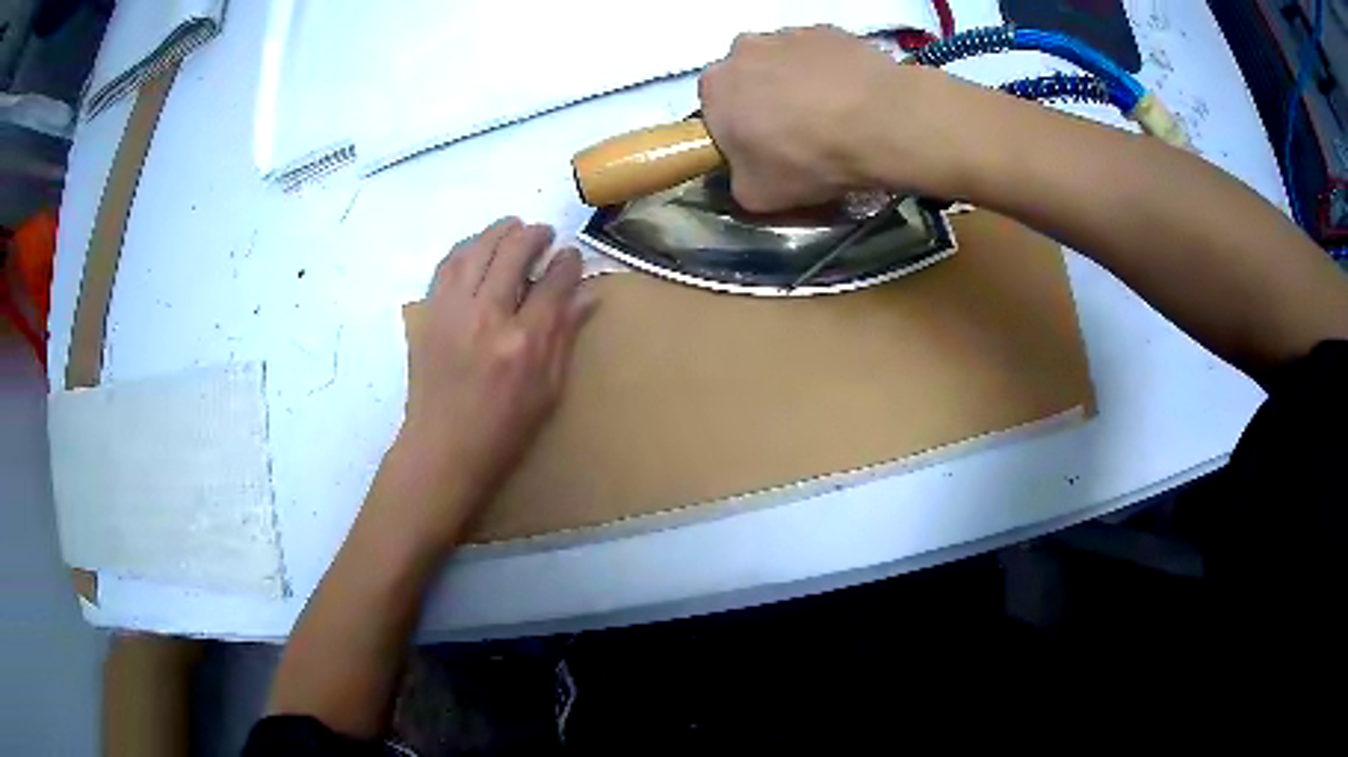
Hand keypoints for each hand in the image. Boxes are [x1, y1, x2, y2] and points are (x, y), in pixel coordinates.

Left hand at [397, 217, 594, 536]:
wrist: (441, 449)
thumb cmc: (503, 430)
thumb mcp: (548, 392)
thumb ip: (565, 337)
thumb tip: (587, 295)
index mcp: (524, 342)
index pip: (553, 282)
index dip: (567, 262)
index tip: (571, 256)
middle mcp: (487, 316)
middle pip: (512, 252)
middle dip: (533, 235)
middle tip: (543, 234)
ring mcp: (452, 311)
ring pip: (476, 249)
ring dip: (498, 231)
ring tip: (512, 227)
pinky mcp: (428, 314)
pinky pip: (447, 265)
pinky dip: (465, 247)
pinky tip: (477, 246)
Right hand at [699, 25, 975, 210]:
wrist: (881, 122)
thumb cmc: (808, 158)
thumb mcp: (756, 195)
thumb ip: (735, 180)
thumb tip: (744, 170)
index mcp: (714, 86)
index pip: (715, 109)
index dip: (738, 130)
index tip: (764, 149)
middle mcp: (743, 48)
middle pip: (749, 77)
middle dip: (766, 100)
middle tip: (800, 133)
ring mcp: (788, 33)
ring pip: (785, 62)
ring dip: (799, 83)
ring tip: (834, 114)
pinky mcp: (829, 30)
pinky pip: (821, 53)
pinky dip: (830, 71)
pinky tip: (853, 97)